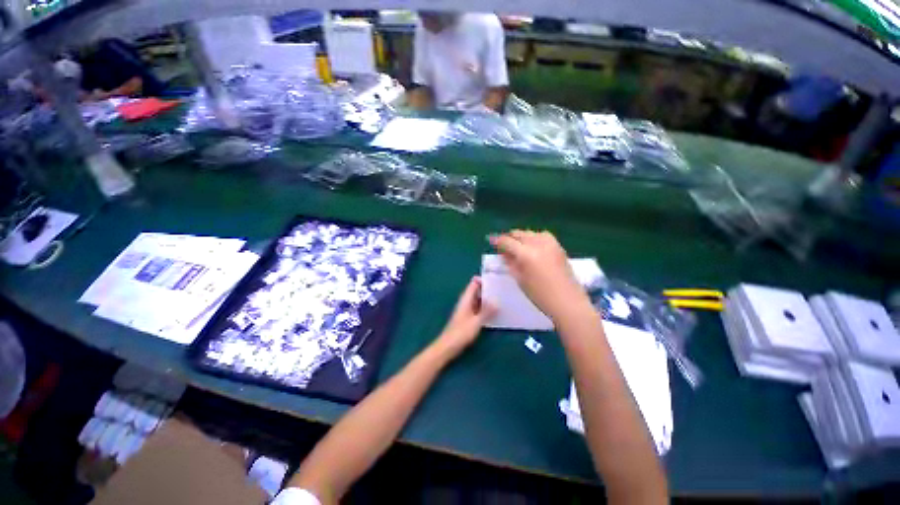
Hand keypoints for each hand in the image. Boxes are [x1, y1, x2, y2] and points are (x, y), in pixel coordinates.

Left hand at [435, 277, 495, 357]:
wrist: (448, 346)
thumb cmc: (461, 332)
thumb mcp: (476, 321)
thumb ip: (487, 311)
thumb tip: (497, 301)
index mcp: (466, 299)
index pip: (474, 284)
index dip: (483, 280)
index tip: (496, 280)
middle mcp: (465, 302)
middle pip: (476, 291)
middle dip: (487, 289)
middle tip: (502, 289)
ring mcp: (466, 310)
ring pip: (478, 300)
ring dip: (487, 299)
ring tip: (501, 298)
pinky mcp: (467, 318)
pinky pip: (478, 308)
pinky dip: (485, 308)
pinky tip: (494, 312)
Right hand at [489, 230, 589, 321]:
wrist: (568, 302)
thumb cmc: (540, 295)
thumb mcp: (520, 279)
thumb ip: (510, 263)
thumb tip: (504, 254)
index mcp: (526, 253)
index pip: (507, 241)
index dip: (497, 240)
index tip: (491, 241)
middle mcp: (538, 244)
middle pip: (519, 233)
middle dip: (509, 237)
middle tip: (503, 245)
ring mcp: (550, 244)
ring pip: (531, 233)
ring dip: (521, 237)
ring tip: (517, 245)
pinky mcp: (559, 247)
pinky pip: (542, 236)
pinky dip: (534, 238)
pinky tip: (532, 246)